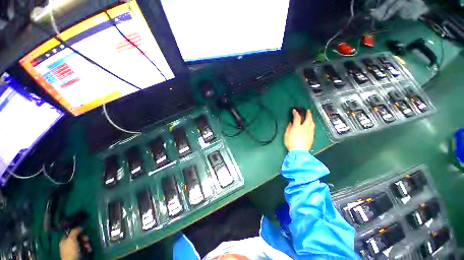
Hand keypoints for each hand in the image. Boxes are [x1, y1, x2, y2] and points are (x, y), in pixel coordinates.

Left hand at [59, 228, 91, 259]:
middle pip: (77, 238)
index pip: (70, 233)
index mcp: (64, 240)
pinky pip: (83, 248)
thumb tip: (79, 227)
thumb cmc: (71, 250)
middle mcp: (68, 244)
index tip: (83, 231)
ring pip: (81, 243)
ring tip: (88, 247)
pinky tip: (88, 249)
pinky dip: (87, 248)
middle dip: (84, 238)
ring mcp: (73, 249)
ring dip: (86, 244)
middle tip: (87, 240)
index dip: (76, 231)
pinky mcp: (78, 253)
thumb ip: (75, 232)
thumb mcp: (71, 239)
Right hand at [284, 109, 314, 150]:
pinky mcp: (312, 136)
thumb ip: (288, 128)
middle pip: (308, 119)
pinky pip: (313, 128)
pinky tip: (310, 126)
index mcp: (297, 127)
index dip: (295, 113)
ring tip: (310, 118)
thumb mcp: (286, 135)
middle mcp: (305, 128)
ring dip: (311, 119)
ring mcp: (310, 132)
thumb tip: (291, 123)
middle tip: (308, 111)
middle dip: (308, 114)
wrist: (299, 151)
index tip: (294, 110)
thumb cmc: (290, 143)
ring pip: (312, 123)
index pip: (297, 117)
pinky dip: (311, 125)